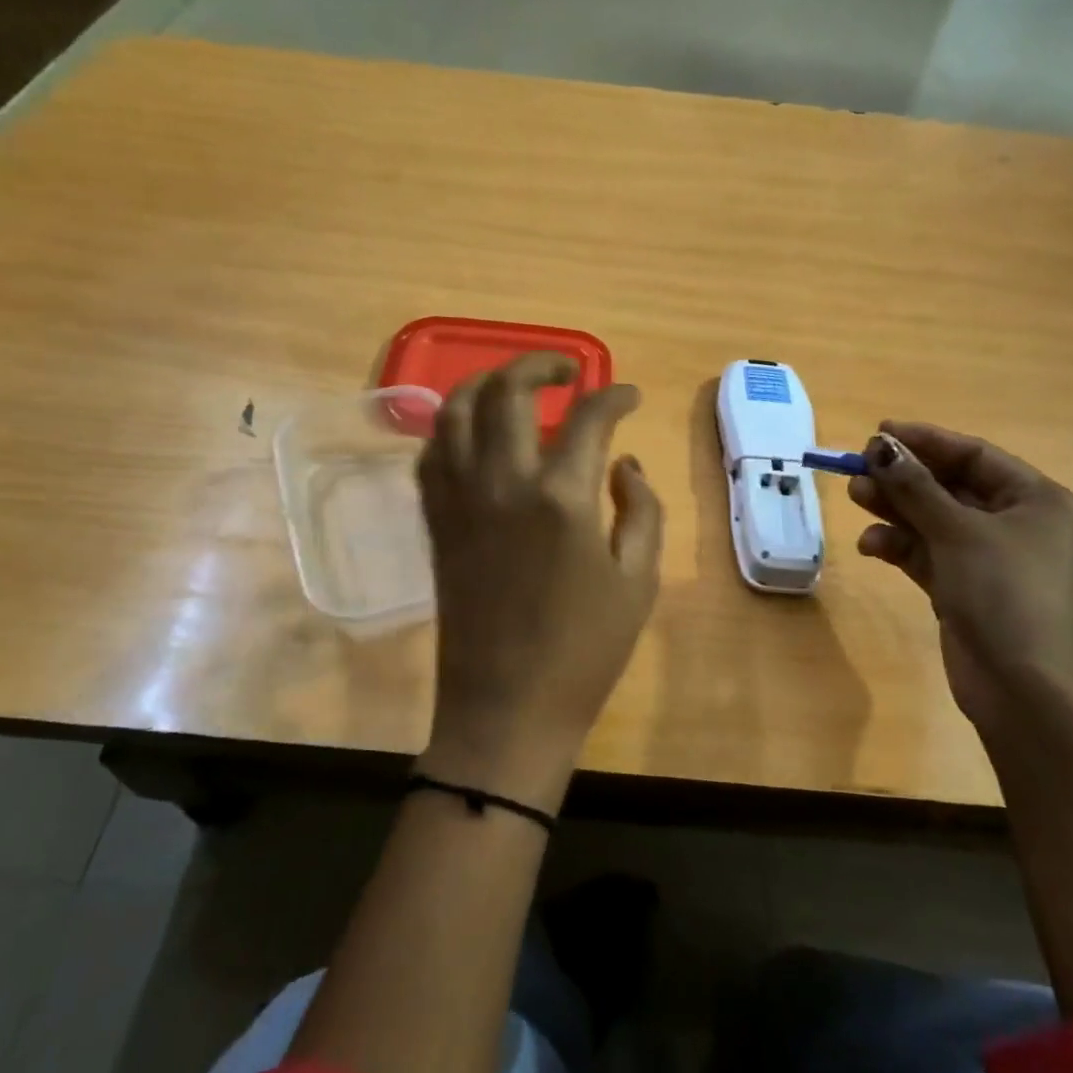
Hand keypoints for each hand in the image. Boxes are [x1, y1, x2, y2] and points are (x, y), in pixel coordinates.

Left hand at [417, 352, 663, 811]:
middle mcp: (502, 482)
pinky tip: (477, 434)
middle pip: (508, 391)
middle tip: (568, 371)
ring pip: (454, 411)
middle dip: (541, 364)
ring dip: (486, 384)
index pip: (589, 417)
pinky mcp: (435, 521)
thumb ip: (641, 509)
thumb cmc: (585, 652)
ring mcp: (459, 500)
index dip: (615, 396)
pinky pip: (431, 454)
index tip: (630, 396)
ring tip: (516, 387)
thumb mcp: (638, 581)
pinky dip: (453, 428)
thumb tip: (624, 463)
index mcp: (562, 498)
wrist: (506, 708)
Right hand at [848, 422, 1072, 735]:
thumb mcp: (959, 532)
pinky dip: (901, 547)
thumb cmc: (1006, 594)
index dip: (926, 441)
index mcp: (1039, 501)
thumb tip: (879, 446)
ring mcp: (992, 561)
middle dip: (904, 479)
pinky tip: (871, 546)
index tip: (879, 432)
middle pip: (951, 488)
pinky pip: (929, 555)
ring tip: (856, 498)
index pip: (976, 456)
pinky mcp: (966, 590)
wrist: (1026, 690)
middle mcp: (1019, 526)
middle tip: (858, 469)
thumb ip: (915, 487)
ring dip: (896, 510)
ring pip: (934, 522)